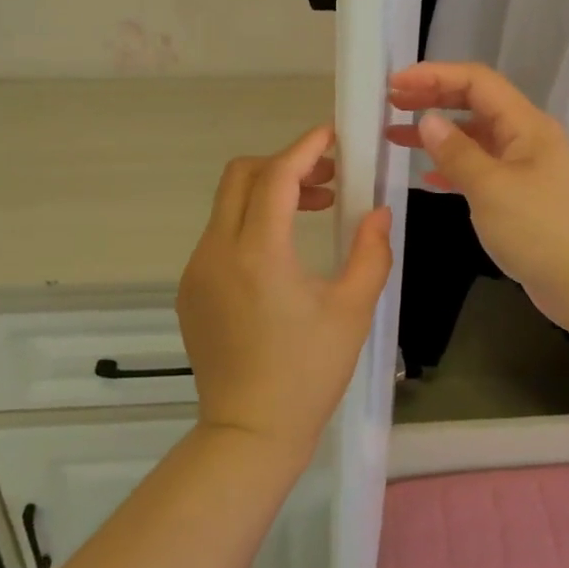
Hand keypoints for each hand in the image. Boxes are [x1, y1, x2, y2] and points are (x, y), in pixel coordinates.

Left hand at [178, 126, 392, 461]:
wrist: (249, 433)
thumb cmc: (308, 373)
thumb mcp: (352, 310)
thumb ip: (370, 252)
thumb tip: (378, 212)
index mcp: (258, 254)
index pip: (276, 177)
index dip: (304, 148)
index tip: (331, 135)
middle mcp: (217, 252)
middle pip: (241, 176)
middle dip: (284, 163)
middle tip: (326, 178)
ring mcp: (197, 270)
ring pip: (228, 205)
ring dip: (268, 193)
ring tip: (313, 211)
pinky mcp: (190, 290)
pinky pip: (220, 236)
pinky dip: (250, 223)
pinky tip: (282, 254)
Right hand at [387, 63, 568, 330]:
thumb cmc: (540, 230)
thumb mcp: (490, 188)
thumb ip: (456, 152)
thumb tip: (428, 120)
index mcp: (526, 125)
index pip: (476, 81)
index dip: (434, 75)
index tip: (395, 83)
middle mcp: (527, 138)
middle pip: (476, 104)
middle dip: (433, 99)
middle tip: (392, 103)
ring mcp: (527, 168)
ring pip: (476, 138)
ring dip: (438, 135)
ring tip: (396, 136)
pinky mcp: (523, 197)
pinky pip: (482, 170)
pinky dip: (454, 168)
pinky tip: (427, 176)